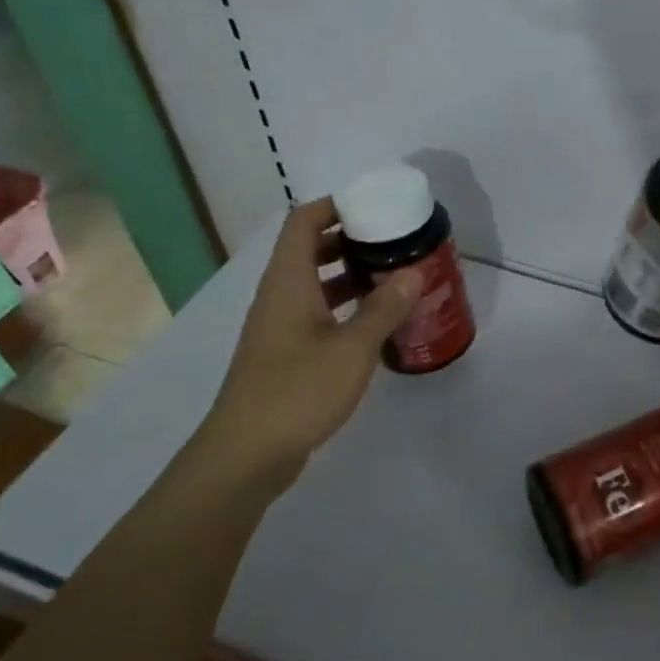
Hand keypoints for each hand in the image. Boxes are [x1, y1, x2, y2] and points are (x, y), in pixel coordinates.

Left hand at [193, 198, 421, 489]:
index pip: (304, 221)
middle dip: (352, 238)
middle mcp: (279, 295)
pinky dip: (344, 306)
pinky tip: (376, 321)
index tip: (375, 206)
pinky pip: (316, 312)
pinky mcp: (284, 353)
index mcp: (288, 282)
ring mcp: (278, 326)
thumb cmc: (297, 390)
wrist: (246, 455)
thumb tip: (414, 272)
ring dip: (350, 273)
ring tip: (394, 275)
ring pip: (314, 283)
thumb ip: (384, 307)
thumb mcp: (352, 348)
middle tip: (395, 241)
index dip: (335, 205)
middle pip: (310, 248)